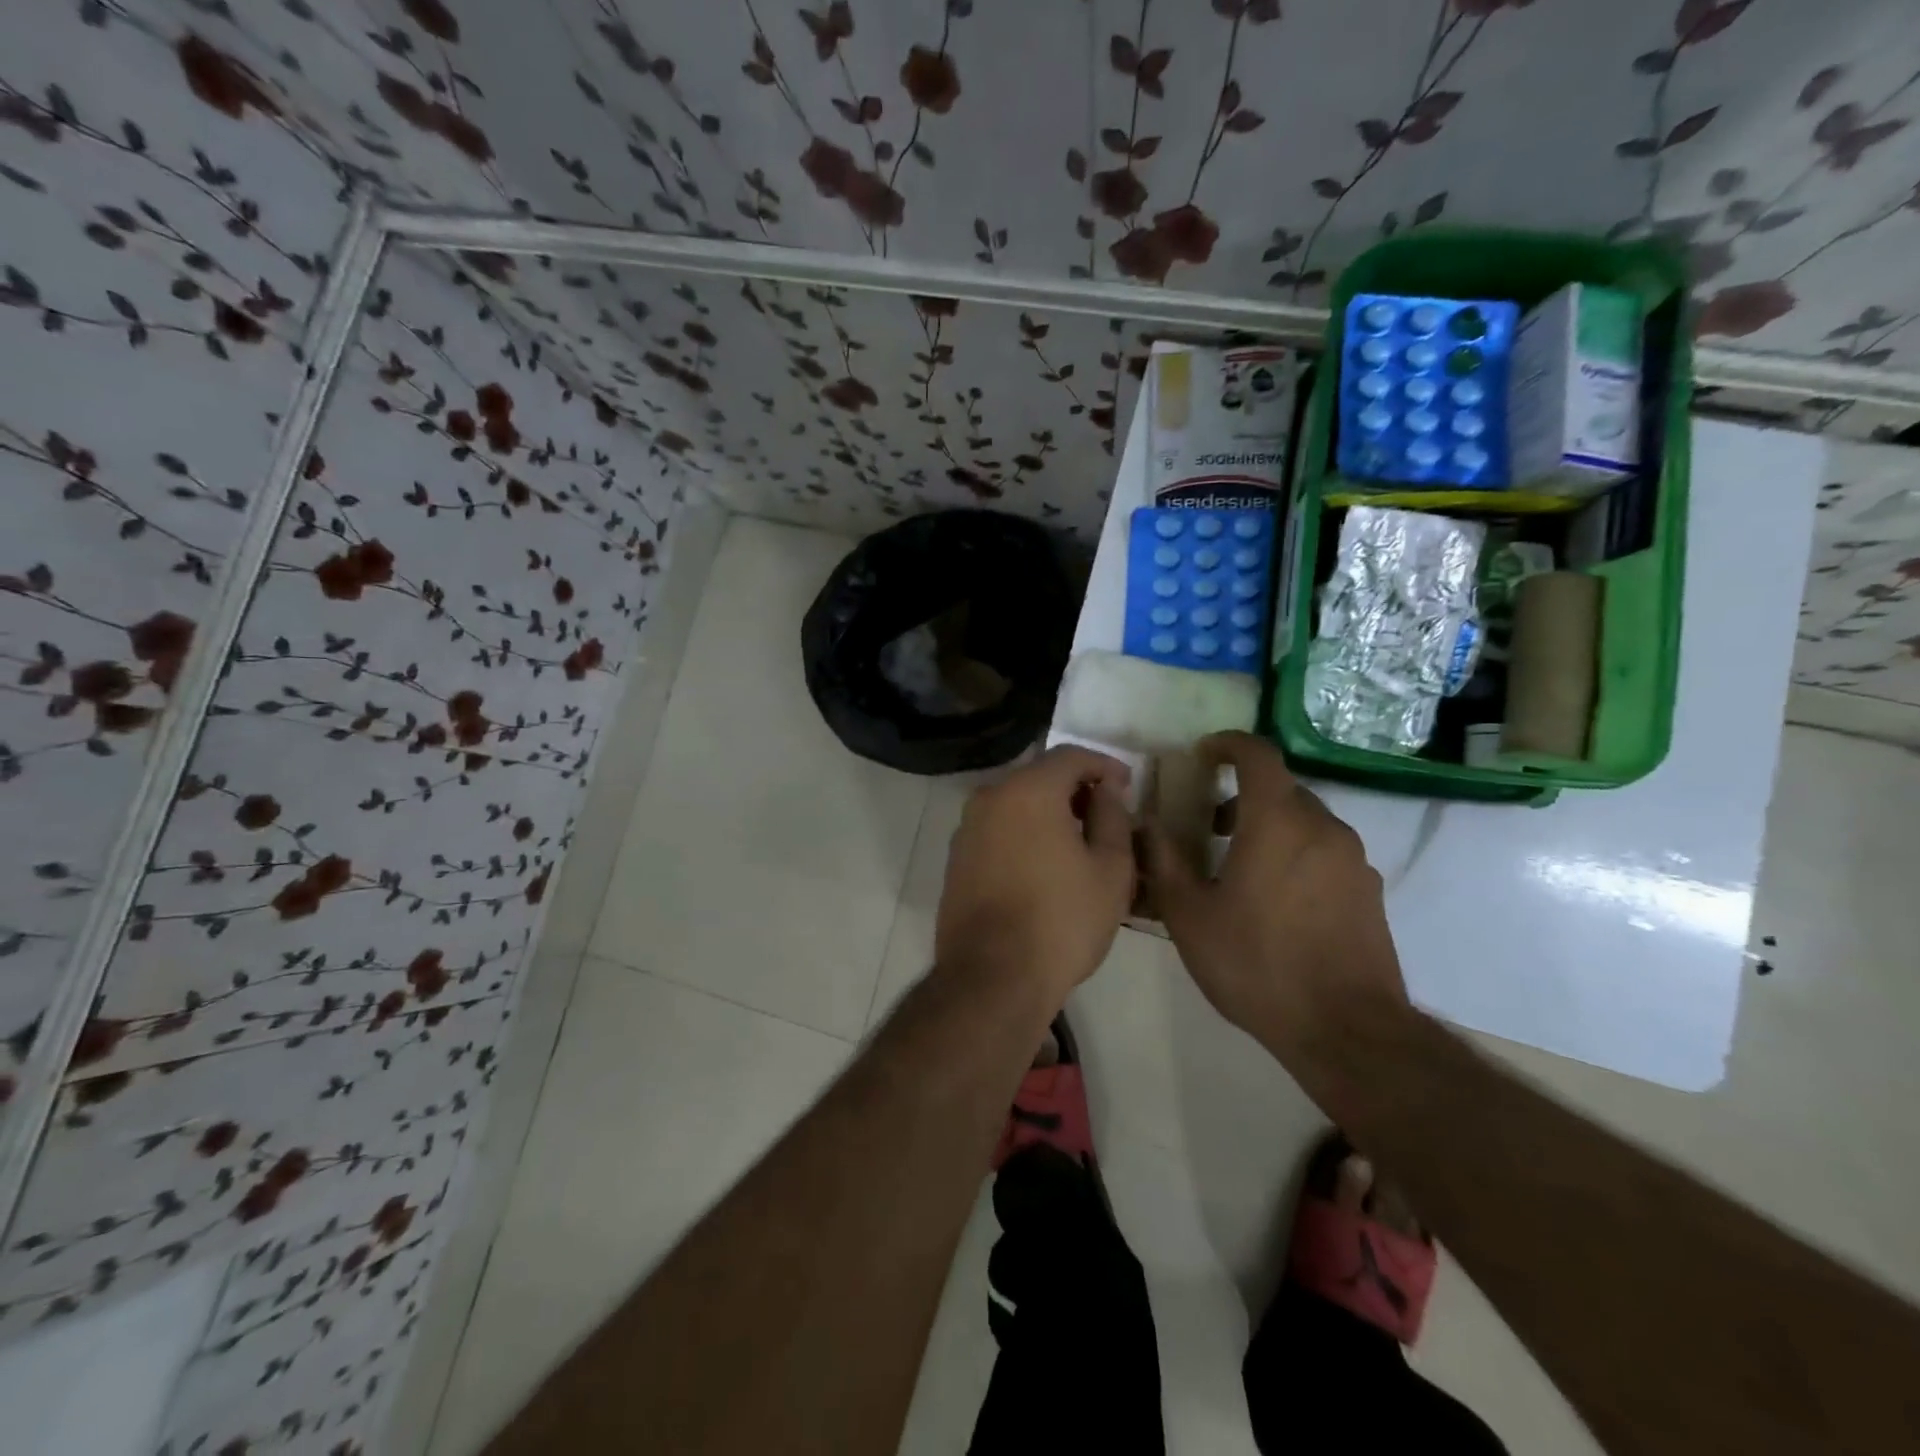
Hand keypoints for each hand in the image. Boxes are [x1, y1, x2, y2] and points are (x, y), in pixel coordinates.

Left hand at [934, 746, 1134, 1008]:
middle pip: (1039, 776)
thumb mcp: (1110, 869)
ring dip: (1049, 812)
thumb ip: (1112, 817)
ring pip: (1016, 803)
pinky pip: (998, 829)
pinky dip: (1024, 833)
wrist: (992, 977)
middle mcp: (990, 798)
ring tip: (1079, 842)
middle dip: (1076, 789)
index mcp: (1028, 790)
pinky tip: (1045, 864)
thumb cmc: (1062, 920)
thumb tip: (1106, 790)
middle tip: (1106, 815)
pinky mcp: (957, 858)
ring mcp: (967, 828)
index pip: (1070, 756)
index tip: (1127, 786)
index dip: (1104, 765)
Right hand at [1140, 732, 1408, 1063]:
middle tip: (1209, 827)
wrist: (1346, 1030)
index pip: (1257, 755)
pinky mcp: (1370, 892)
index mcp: (1277, 822)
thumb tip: (1147, 826)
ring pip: (1306, 822)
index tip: (1203, 754)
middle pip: (1281, 790)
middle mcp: (1323, 827)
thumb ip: (1164, 861)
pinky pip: (1327, 853)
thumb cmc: (1257, 964)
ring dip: (1271, 828)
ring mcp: (1354, 860)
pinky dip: (1297, 855)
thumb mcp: (1190, 916)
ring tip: (1240, 869)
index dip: (1228, 745)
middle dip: (1243, 796)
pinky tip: (1277, 902)